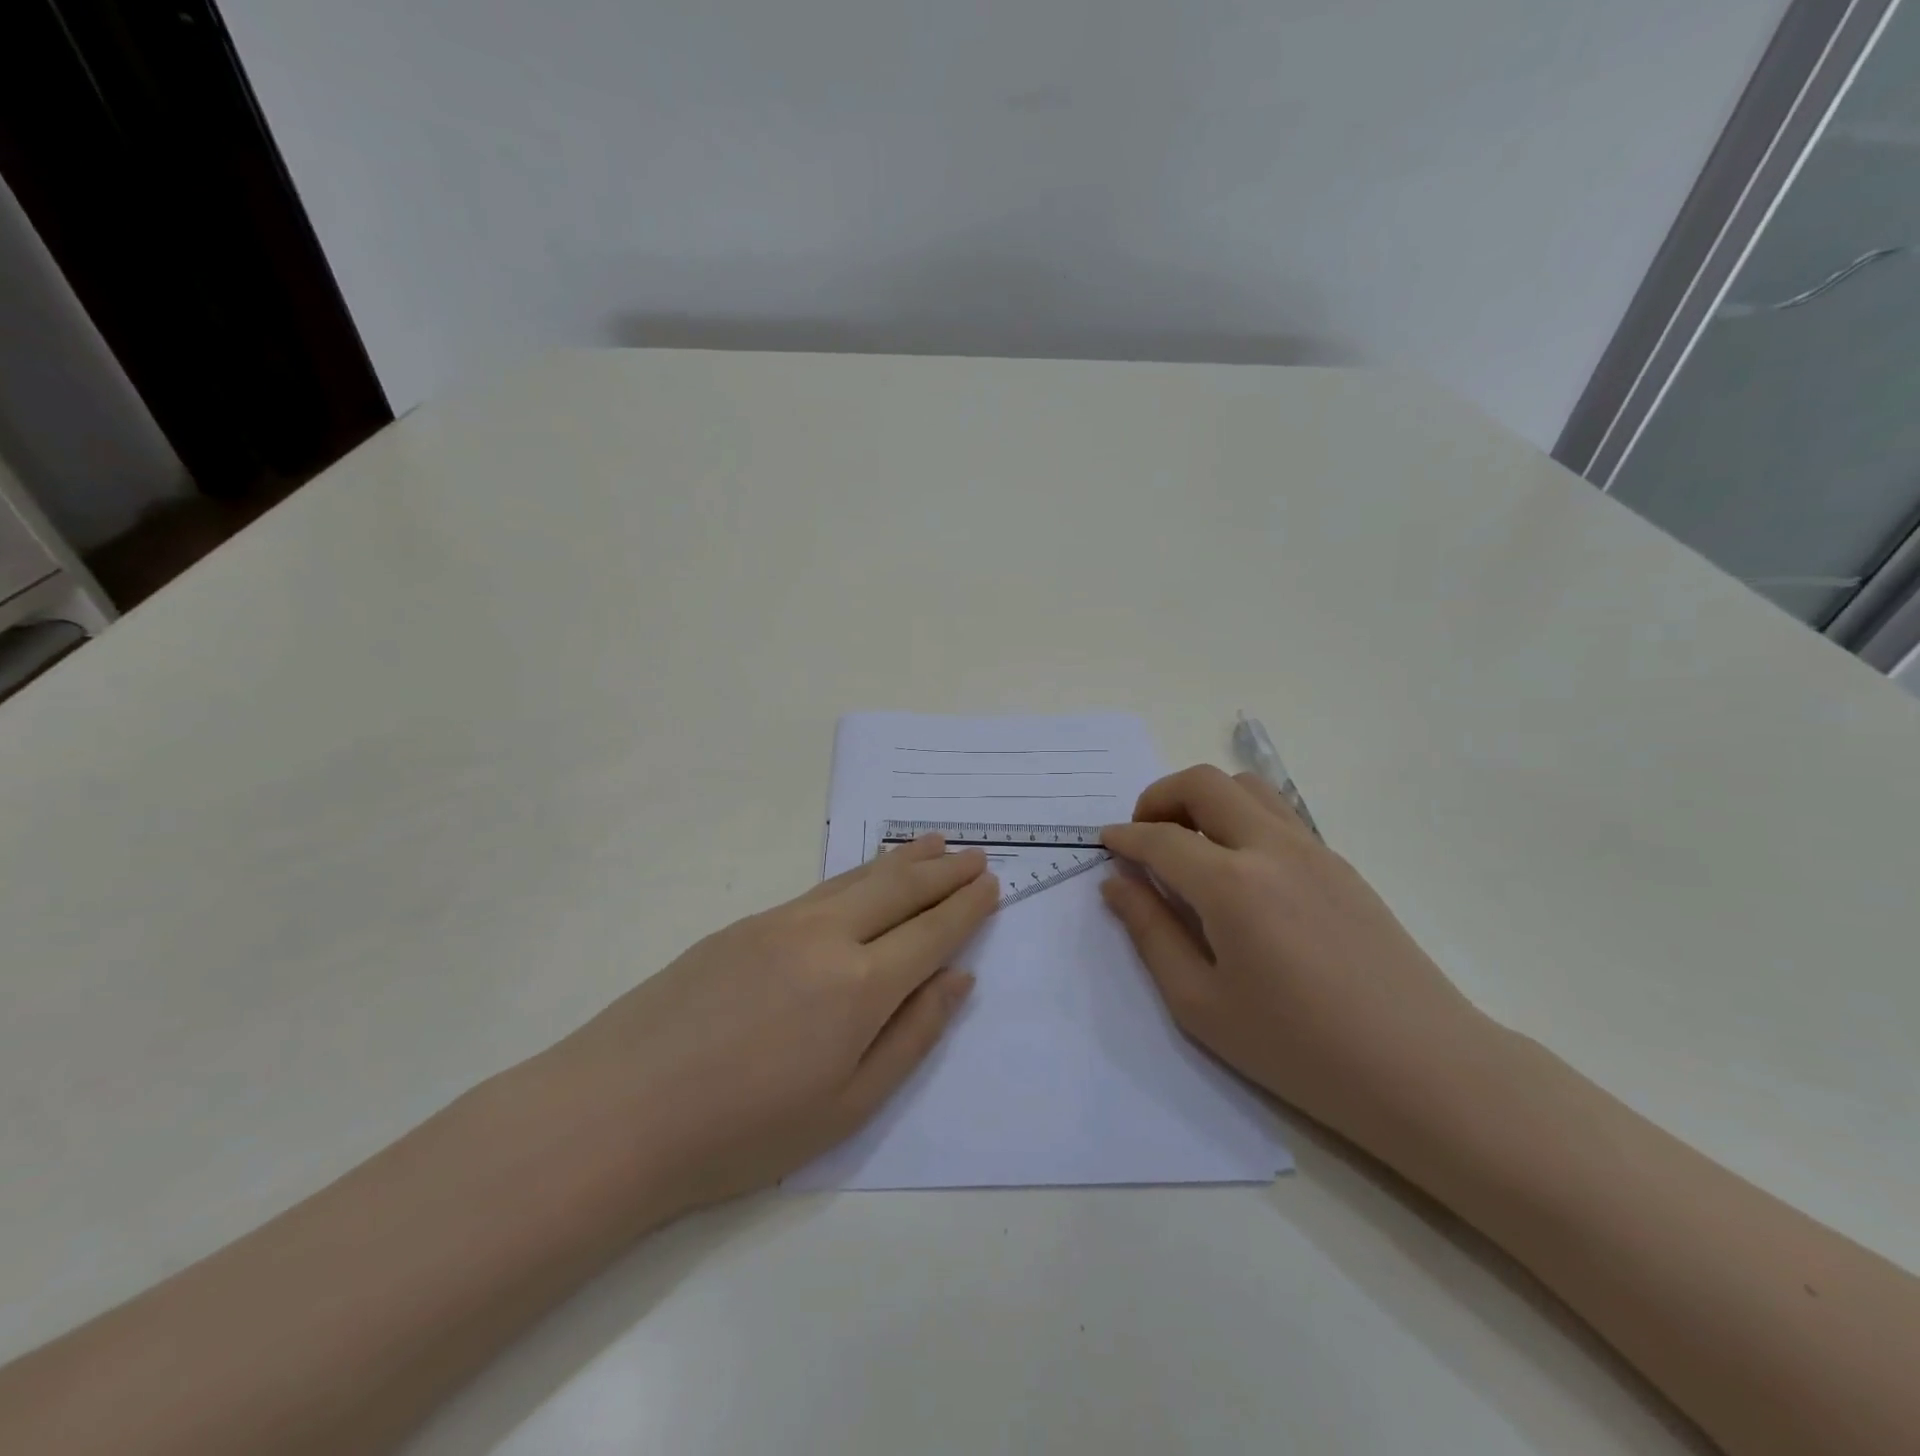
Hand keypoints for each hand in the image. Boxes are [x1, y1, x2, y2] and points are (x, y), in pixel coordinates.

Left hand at [532, 834, 996, 1219]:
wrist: (617, 1113)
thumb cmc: (741, 1132)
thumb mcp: (846, 1107)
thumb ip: (911, 1036)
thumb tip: (958, 979)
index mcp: (859, 986)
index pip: (930, 932)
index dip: (965, 908)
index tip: (991, 886)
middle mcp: (825, 937)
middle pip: (899, 889)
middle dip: (943, 871)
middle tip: (975, 855)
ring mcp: (780, 922)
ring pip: (857, 878)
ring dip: (902, 860)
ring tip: (934, 843)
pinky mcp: (744, 925)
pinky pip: (819, 889)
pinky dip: (857, 874)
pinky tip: (864, 874)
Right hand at [1100, 765, 1486, 1144]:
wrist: (1424, 1070)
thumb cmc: (1299, 1050)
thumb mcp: (1201, 1005)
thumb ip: (1151, 934)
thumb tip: (1117, 885)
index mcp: (1231, 884)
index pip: (1160, 838)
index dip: (1124, 836)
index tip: (1104, 843)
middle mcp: (1271, 848)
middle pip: (1203, 784)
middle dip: (1159, 797)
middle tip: (1142, 835)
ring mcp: (1313, 850)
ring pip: (1246, 786)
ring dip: (1203, 798)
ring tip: (1187, 842)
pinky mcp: (1341, 864)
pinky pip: (1278, 814)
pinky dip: (1240, 816)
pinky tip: (1237, 867)